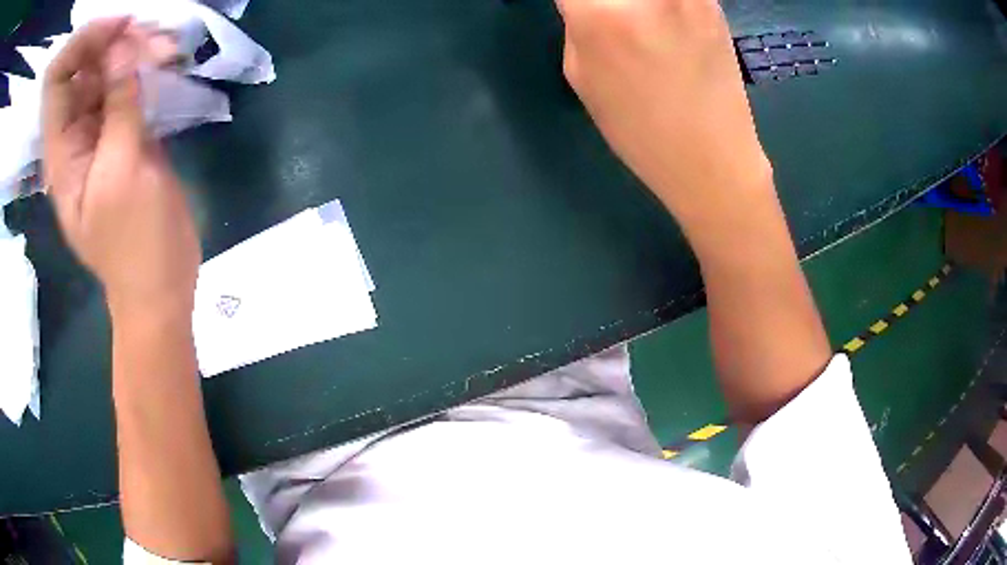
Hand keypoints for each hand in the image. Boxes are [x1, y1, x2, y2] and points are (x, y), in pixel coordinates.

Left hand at [42, 19, 199, 315]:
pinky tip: (167, 60)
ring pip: (106, 70)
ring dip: (133, 49)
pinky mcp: (122, 133)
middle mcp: (74, 133)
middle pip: (83, 66)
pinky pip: (126, 85)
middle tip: (151, 36)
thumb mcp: (122, 172)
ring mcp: (98, 132)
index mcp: (61, 150)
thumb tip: (122, 43)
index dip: (82, 42)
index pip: (57, 78)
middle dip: (114, 40)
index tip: (119, 27)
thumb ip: (119, 105)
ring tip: (166, 48)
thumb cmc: (135, 242)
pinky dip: (144, 66)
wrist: (158, 284)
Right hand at [555, 0, 771, 227]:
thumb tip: (582, 0)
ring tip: (634, 19)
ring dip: (634, 2)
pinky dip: (664, 6)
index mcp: (598, 15)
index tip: (573, 4)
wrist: (712, 157)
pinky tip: (663, 22)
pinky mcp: (712, 1)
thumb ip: (576, 23)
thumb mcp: (580, 75)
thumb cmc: (638, 128)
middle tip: (603, 11)